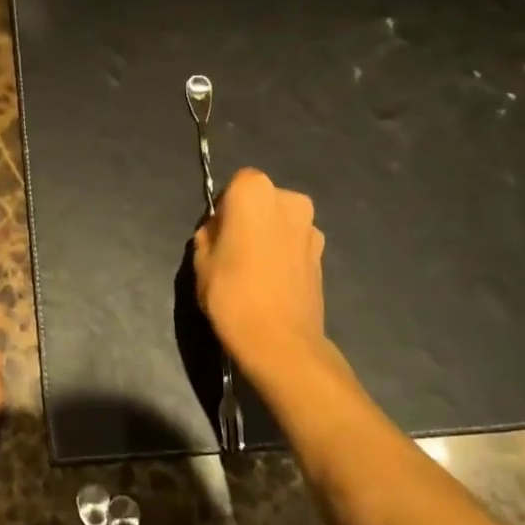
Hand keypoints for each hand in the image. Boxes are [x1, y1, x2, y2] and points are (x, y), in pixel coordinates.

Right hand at [192, 168, 338, 379]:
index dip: (225, 207)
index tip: (217, 233)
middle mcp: (289, 200)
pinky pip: (296, 245)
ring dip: (269, 236)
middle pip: (263, 200)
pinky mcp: (323, 256)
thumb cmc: (231, 292)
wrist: (279, 341)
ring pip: (282, 222)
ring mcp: (312, 228)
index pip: (236, 184)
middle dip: (250, 218)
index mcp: (254, 191)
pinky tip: (272, 283)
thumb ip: (209, 234)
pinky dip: (285, 255)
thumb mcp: (201, 259)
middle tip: (233, 250)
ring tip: (253, 271)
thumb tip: (220, 231)